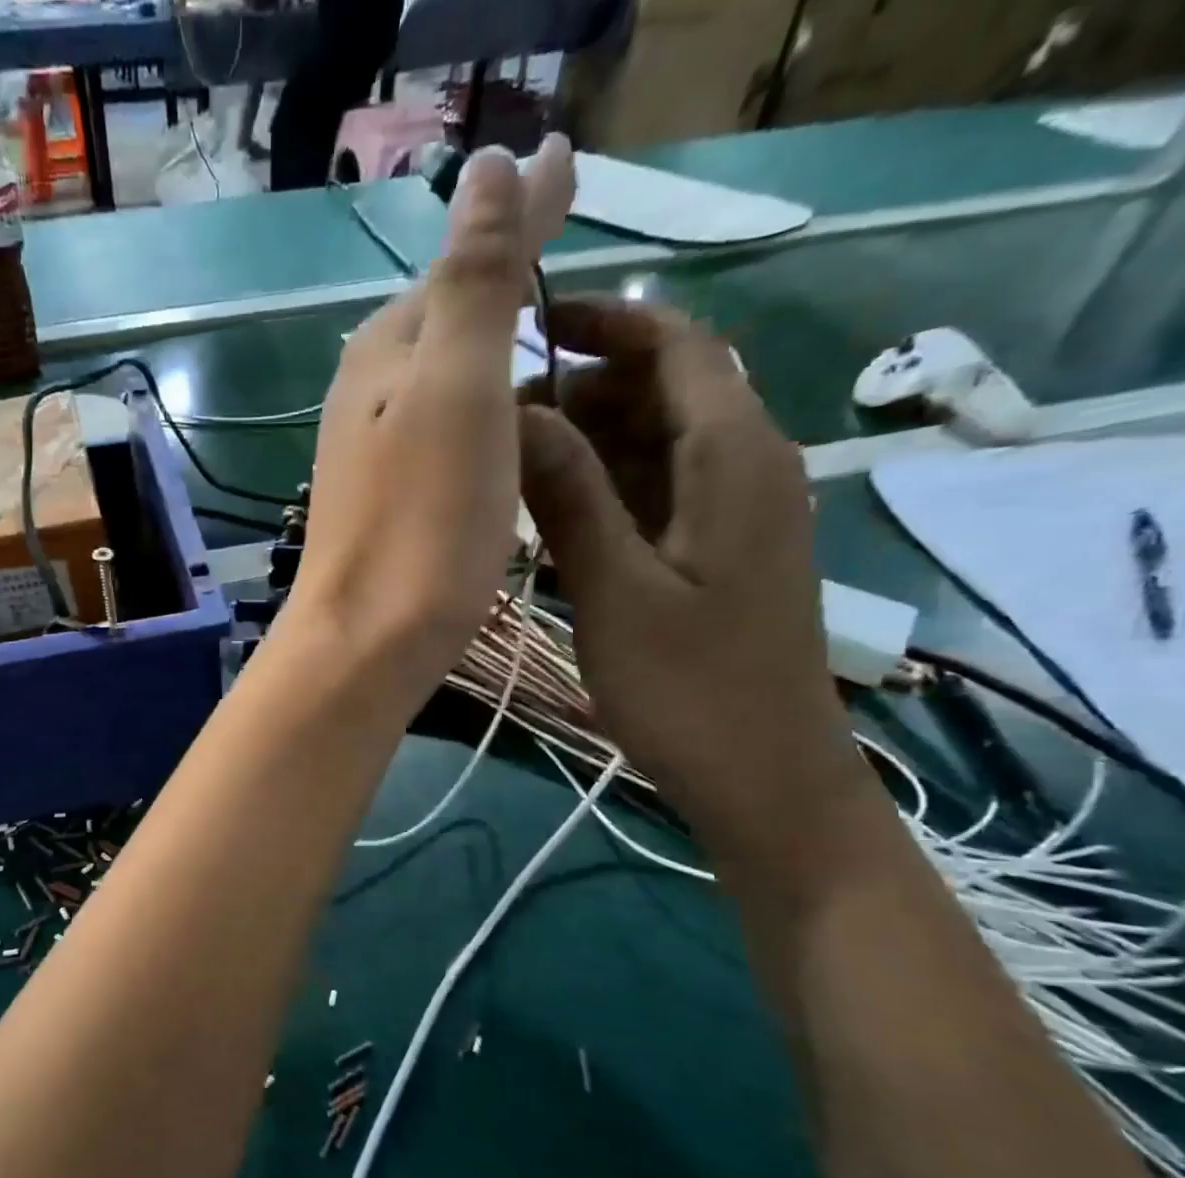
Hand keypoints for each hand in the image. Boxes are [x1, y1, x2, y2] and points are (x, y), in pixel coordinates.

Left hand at [284, 137, 574, 713]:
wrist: (368, 642)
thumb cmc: (422, 523)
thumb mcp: (457, 388)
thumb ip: (474, 282)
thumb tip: (490, 165)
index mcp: (385, 352)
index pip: (462, 262)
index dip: (520, 221)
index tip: (573, 175)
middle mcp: (367, 394)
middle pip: (447, 320)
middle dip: (503, 280)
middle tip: (564, 243)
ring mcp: (371, 453)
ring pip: (442, 379)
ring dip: (491, 346)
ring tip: (547, 326)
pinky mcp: (388, 504)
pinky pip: (441, 433)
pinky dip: (478, 411)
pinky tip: (502, 423)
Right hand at [516, 296, 872, 869]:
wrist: (763, 777)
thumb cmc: (691, 688)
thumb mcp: (617, 590)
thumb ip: (571, 495)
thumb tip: (518, 415)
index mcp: (733, 457)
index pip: (676, 345)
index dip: (605, 321)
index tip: (526, 324)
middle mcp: (742, 466)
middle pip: (662, 389)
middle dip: (580, 388)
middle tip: (493, 423)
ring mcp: (730, 512)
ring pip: (653, 443)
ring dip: (584, 441)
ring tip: (505, 469)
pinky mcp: (713, 552)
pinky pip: (654, 492)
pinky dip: (601, 488)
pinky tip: (545, 518)